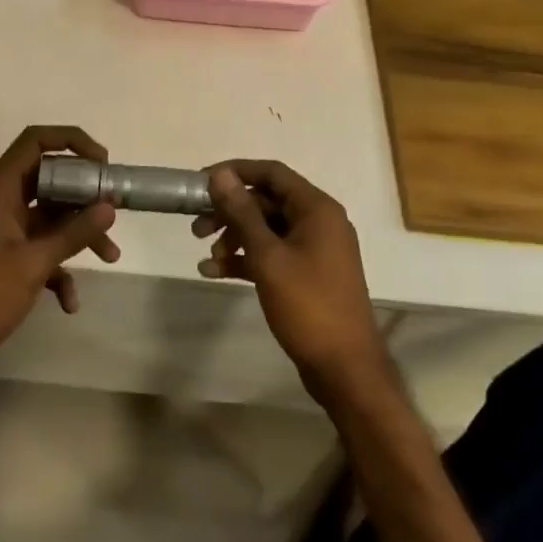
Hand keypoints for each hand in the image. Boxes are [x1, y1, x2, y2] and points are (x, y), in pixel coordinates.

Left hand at [0, 126, 119, 380]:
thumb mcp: (34, 263)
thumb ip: (74, 232)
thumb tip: (109, 206)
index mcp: (0, 189)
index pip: (35, 140)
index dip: (71, 141)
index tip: (102, 163)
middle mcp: (1, 201)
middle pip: (49, 178)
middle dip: (84, 194)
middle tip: (113, 208)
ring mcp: (3, 229)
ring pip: (50, 216)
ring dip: (79, 234)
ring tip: (110, 257)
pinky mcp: (5, 256)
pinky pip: (41, 247)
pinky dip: (59, 268)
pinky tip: (70, 302)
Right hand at [194, 161, 390, 404]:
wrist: (345, 369)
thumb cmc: (308, 305)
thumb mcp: (268, 256)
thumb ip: (243, 212)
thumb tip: (221, 175)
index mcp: (317, 209)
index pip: (272, 173)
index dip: (236, 172)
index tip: (202, 182)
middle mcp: (319, 221)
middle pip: (267, 201)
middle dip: (230, 211)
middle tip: (197, 227)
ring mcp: (315, 249)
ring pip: (267, 229)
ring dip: (235, 237)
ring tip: (207, 255)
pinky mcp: (308, 274)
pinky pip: (273, 254)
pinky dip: (246, 259)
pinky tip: (215, 272)